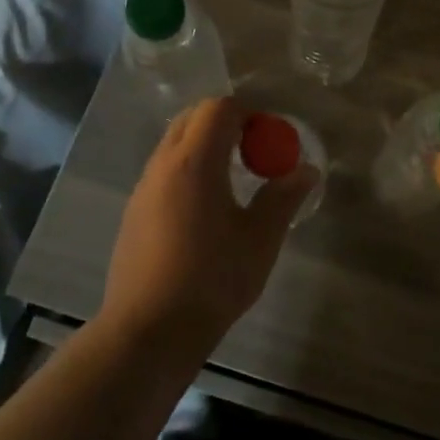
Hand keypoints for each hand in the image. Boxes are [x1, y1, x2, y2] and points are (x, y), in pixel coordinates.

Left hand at [101, 97, 317, 352]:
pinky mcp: (134, 213)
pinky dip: (188, 171)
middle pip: (192, 119)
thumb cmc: (211, 280)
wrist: (148, 331)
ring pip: (174, 145)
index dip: (249, 113)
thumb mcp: (260, 239)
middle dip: (226, 124)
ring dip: (205, 147)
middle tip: (255, 153)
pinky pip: (164, 172)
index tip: (271, 139)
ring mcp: (143, 189)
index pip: (218, 109)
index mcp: (195, 162)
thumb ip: (283, 197)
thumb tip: (306, 169)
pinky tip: (206, 211)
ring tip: (234, 181)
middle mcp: (163, 165)